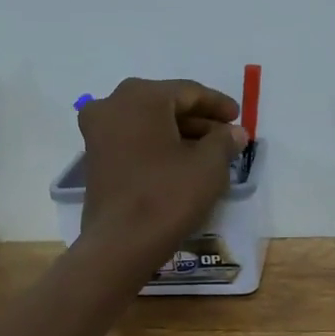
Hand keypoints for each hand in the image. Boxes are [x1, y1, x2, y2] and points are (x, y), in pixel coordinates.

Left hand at [76, 78, 247, 274]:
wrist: (121, 244)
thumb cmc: (168, 196)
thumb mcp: (209, 166)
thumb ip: (224, 141)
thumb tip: (234, 132)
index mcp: (141, 96)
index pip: (188, 92)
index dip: (217, 104)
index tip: (238, 117)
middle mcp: (113, 104)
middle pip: (165, 105)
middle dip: (198, 120)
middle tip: (226, 135)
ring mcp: (98, 132)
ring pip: (148, 123)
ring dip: (179, 134)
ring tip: (209, 153)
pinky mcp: (95, 159)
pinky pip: (134, 141)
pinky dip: (159, 147)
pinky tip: (181, 164)